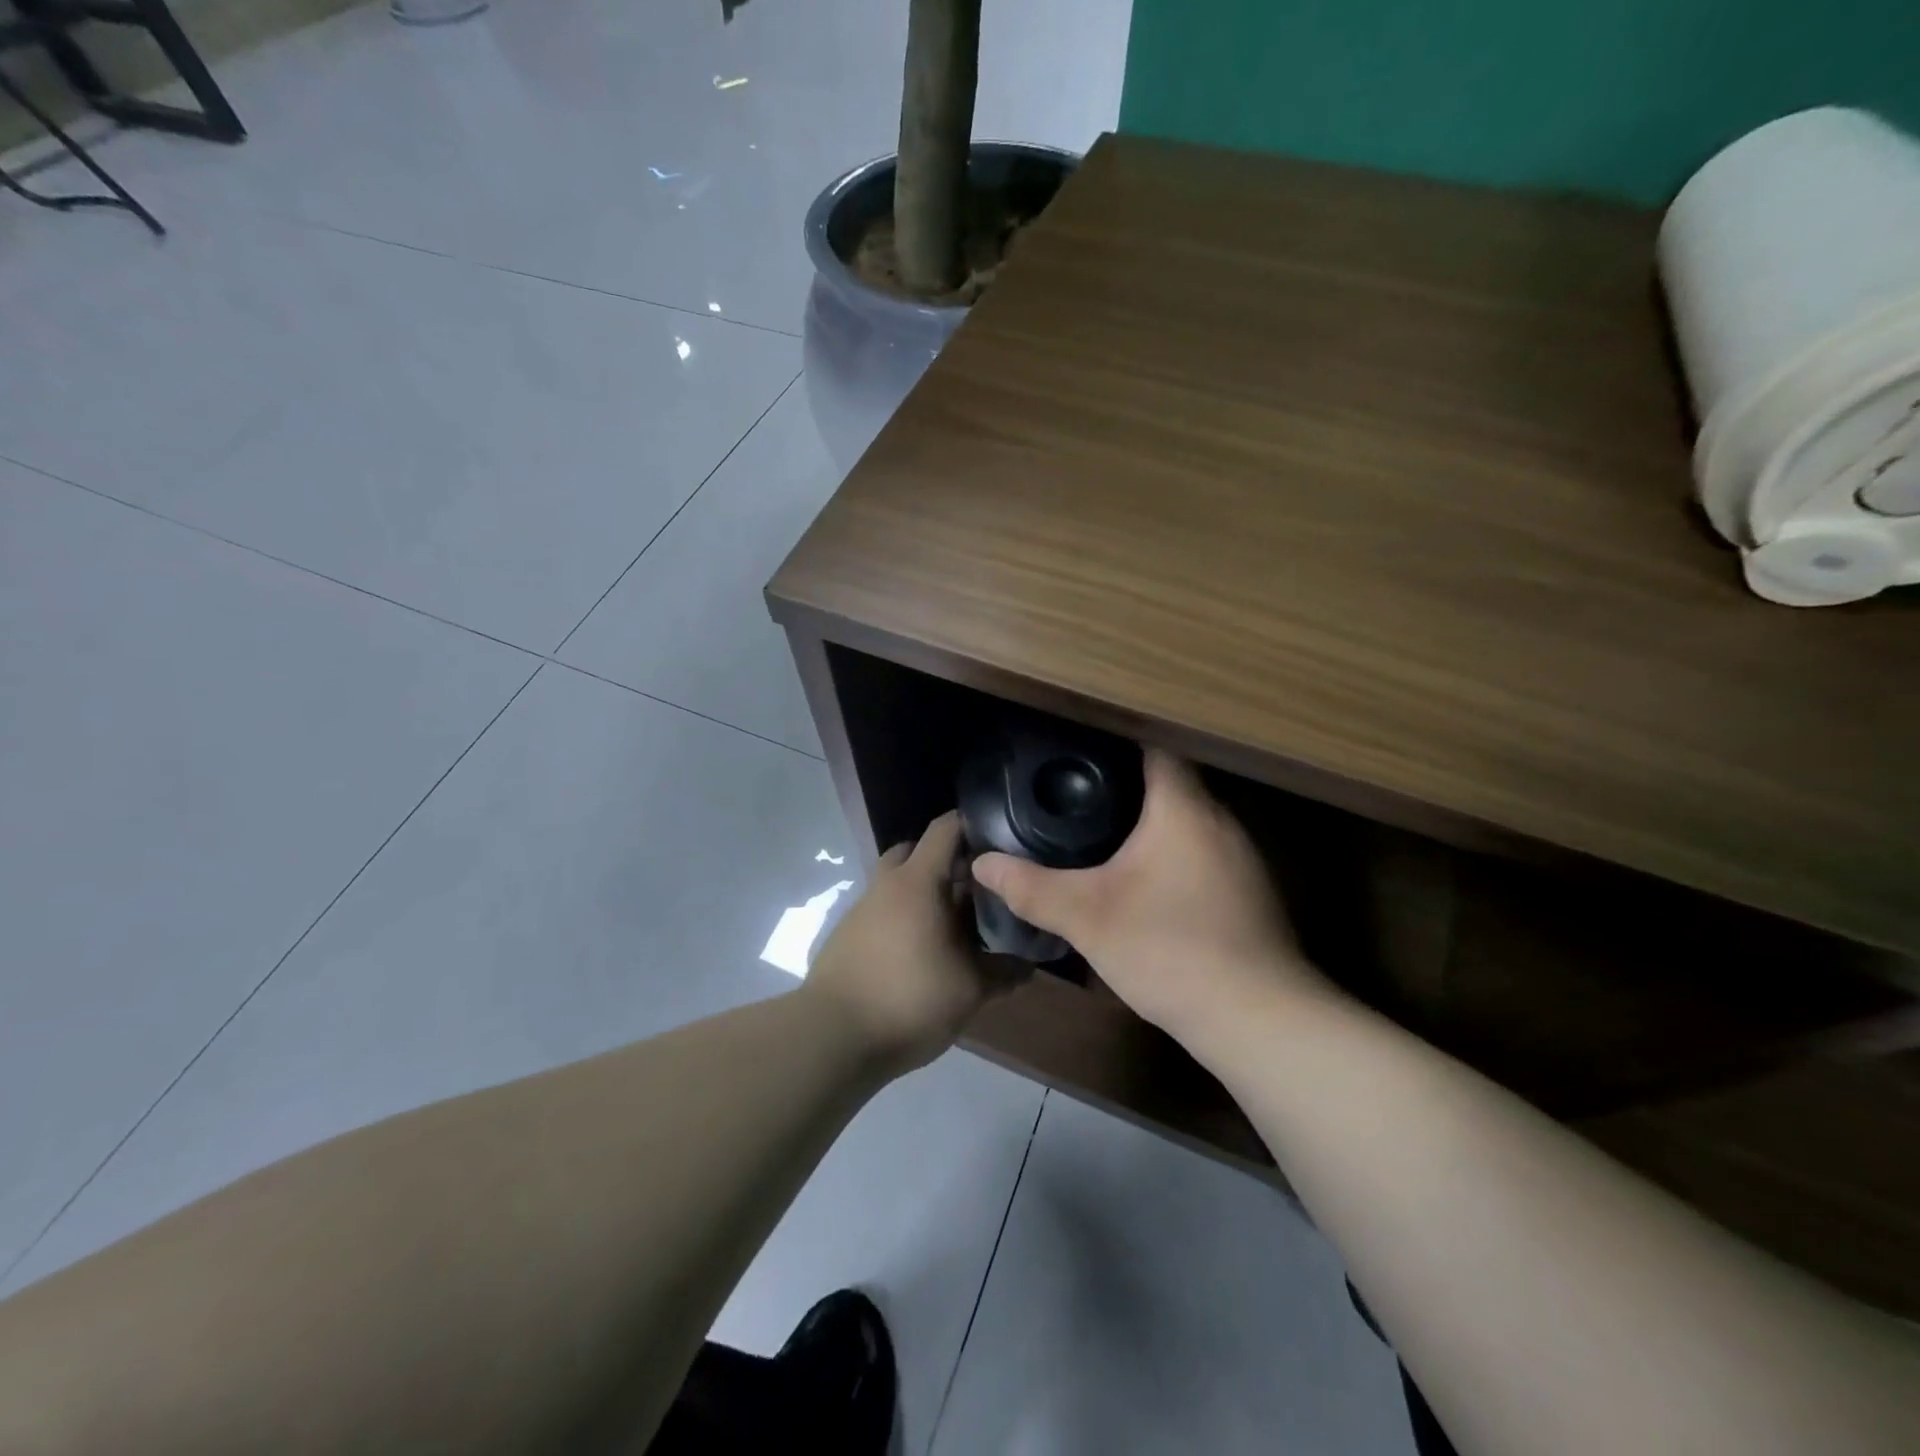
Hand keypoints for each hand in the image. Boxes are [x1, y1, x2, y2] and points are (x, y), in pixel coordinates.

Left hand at [803, 812, 1018, 1073]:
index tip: (999, 838)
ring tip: (952, 927)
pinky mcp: (846, 937)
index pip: (945, 828)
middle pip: (915, 852)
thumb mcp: (969, 990)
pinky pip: (882, 913)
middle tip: (975, 887)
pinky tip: (920, 954)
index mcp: (917, 882)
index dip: (972, 825)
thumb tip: (1027, 965)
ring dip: (922, 895)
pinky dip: (903, 920)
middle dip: (945, 861)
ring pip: (896, 885)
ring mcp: (861, 910)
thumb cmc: (909, 999)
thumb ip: (1002, 971)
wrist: (832, 1037)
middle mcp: (886, 885)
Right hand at [971, 750, 1328, 1044]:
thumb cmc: (1171, 949)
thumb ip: (1032, 888)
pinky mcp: (1248, 893)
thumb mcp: (1088, 918)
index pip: (1154, 747)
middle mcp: (1220, 821)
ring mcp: (1241, 859)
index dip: (1114, 742)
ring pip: (1187, 822)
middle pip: (1170, 784)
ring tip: (1100, 836)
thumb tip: (983, 863)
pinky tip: (1144, 884)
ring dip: (1149, 825)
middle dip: (1124, 787)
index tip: (1076, 752)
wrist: (1258, 1020)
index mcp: (1184, 809)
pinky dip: (1171, 856)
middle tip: (1074, 796)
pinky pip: (1201, 854)